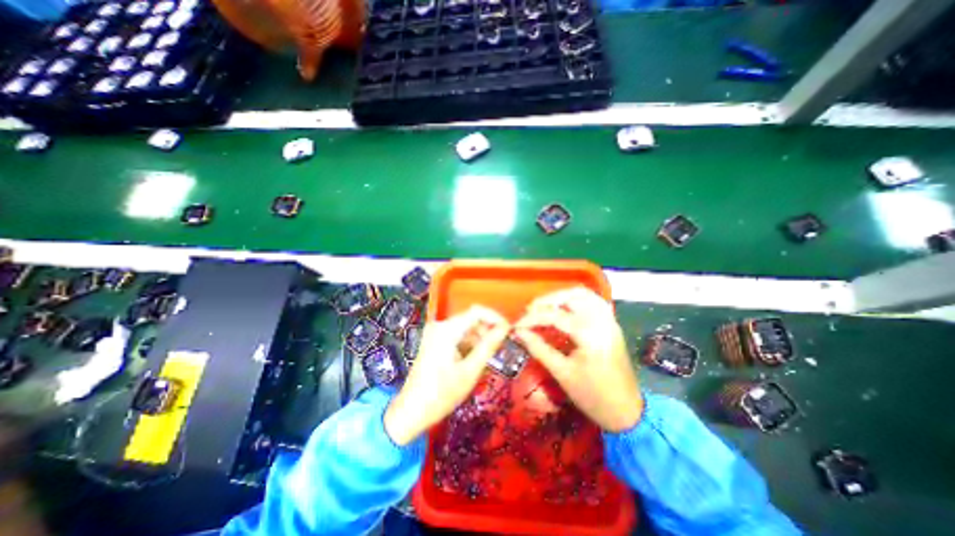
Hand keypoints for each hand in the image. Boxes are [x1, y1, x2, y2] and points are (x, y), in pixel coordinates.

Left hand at [383, 306, 510, 448]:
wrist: (412, 412)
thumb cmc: (441, 394)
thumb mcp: (470, 371)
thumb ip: (488, 346)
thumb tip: (505, 329)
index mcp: (446, 330)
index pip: (476, 311)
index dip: (495, 318)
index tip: (508, 331)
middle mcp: (439, 326)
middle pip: (471, 320)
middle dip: (487, 332)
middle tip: (500, 349)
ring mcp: (435, 333)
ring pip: (465, 329)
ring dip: (478, 340)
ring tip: (487, 359)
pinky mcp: (434, 341)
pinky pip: (457, 336)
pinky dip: (468, 345)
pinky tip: (473, 361)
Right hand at [515, 288, 641, 433]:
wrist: (627, 412)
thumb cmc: (592, 396)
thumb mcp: (562, 373)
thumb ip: (539, 348)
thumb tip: (519, 333)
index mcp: (590, 335)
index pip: (555, 316)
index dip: (532, 318)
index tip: (517, 325)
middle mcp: (602, 321)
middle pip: (571, 296)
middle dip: (547, 300)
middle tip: (530, 311)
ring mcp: (609, 320)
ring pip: (584, 294)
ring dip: (562, 296)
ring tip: (545, 307)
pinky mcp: (611, 324)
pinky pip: (593, 301)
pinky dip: (576, 299)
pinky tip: (564, 308)